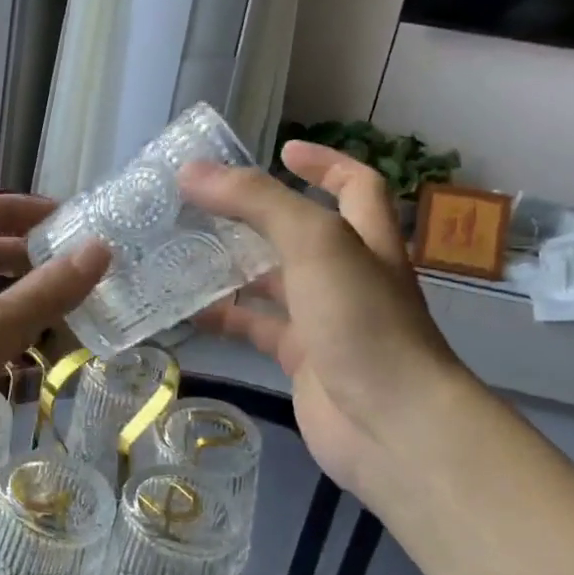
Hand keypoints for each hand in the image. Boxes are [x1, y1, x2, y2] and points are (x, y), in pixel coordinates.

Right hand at [180, 142, 473, 498]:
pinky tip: (188, 311)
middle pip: (301, 232)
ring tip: (183, 249)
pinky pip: (259, 329)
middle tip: (204, 203)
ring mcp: (326, 320)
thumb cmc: (361, 320)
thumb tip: (192, 171)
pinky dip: (227, 319)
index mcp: (365, 238)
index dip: (325, 162)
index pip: (356, 184)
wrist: (390, 424)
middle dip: (257, 215)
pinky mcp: (302, 360)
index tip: (282, 150)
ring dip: (234, 266)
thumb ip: (255, 202)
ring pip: (274, 282)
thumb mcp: (314, 243)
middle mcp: (348, 275)